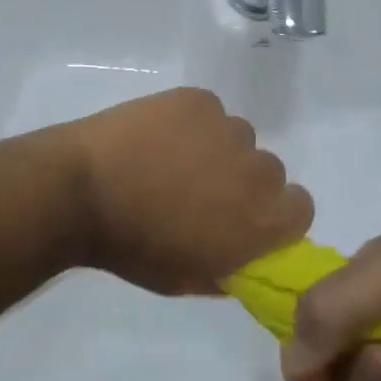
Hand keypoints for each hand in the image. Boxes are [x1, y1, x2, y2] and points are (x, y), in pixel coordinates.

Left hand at [63, 88, 313, 295]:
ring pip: (238, 137)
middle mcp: (257, 170)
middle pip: (269, 171)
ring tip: (170, 159)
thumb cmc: (132, 247)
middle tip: (200, 189)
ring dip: (217, 149)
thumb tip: (245, 259)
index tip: (244, 219)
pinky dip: (191, 122)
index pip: (300, 208)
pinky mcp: (198, 100)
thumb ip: (229, 269)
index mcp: (261, 220)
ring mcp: (227, 129)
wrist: (80, 191)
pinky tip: (156, 136)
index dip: (276, 214)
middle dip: (243, 181)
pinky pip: (208, 111)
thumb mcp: (187, 280)